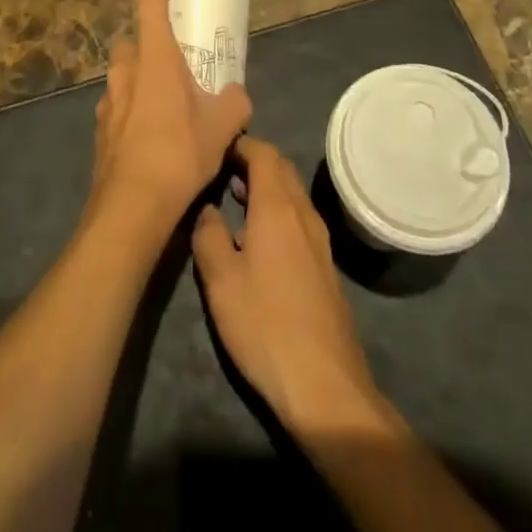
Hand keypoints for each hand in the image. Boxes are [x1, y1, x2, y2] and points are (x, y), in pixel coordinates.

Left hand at [90, 0, 251, 231]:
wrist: (131, 209)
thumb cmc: (177, 154)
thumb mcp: (221, 128)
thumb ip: (234, 102)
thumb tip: (238, 95)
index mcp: (154, 59)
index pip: (149, 2)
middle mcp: (126, 71)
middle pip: (133, 40)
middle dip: (151, 41)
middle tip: (176, 56)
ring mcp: (107, 100)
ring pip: (124, 73)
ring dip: (142, 76)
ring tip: (168, 100)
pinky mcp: (101, 129)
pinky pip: (119, 103)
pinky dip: (134, 106)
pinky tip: (152, 133)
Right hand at [192, 137, 378, 433]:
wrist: (326, 386)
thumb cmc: (265, 325)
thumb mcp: (220, 281)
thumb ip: (208, 234)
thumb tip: (206, 208)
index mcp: (278, 206)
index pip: (263, 152)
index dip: (240, 144)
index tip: (214, 148)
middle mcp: (303, 213)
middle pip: (281, 167)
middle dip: (252, 161)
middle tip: (220, 170)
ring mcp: (319, 239)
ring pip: (292, 193)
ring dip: (266, 186)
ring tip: (234, 199)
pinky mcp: (325, 265)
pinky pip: (299, 217)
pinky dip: (277, 210)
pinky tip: (258, 237)